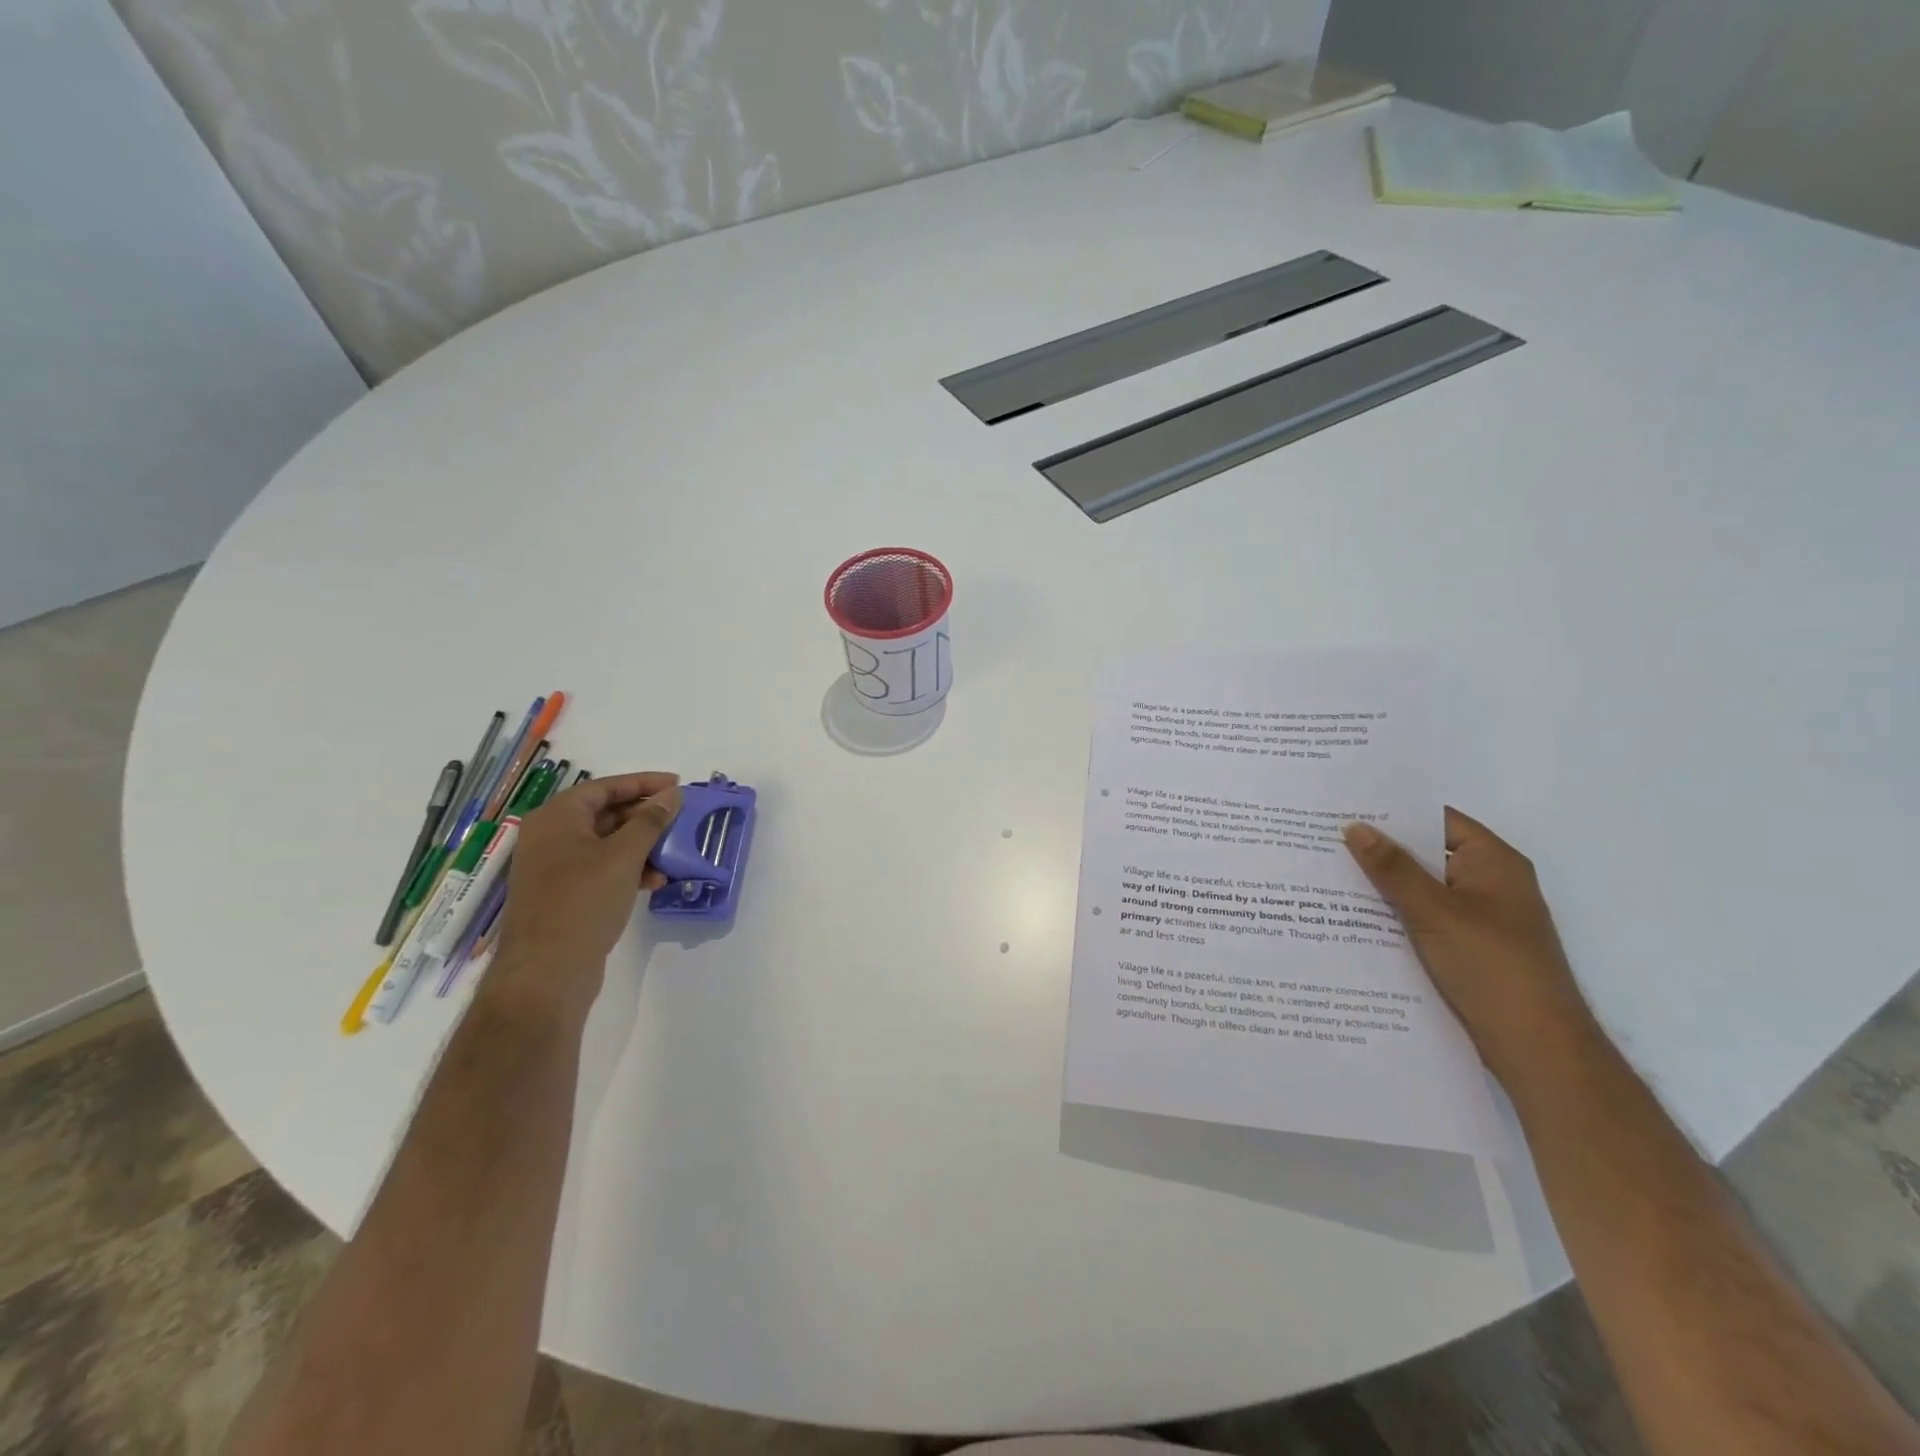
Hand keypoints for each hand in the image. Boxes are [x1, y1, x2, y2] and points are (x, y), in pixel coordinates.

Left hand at [488, 772, 681, 1022]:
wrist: (546, 972)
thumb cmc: (583, 901)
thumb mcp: (624, 855)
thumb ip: (650, 821)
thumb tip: (672, 794)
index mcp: (556, 818)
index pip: (605, 787)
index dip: (643, 783)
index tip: (677, 785)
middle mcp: (551, 837)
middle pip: (605, 814)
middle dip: (646, 817)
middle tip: (681, 819)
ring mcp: (554, 868)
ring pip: (607, 844)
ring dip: (642, 846)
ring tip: (674, 854)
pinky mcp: (563, 896)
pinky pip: (601, 869)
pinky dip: (629, 869)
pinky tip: (655, 881)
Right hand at [1343, 808, 1598, 1087]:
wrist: (1536, 1048)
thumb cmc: (1493, 967)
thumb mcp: (1435, 912)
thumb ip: (1393, 868)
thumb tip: (1355, 827)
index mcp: (1493, 862)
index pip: (1437, 819)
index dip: (1393, 810)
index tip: (1344, 804)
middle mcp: (1488, 883)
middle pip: (1426, 853)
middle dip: (1378, 848)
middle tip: (1322, 836)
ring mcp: (1477, 918)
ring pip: (1419, 889)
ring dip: (1381, 884)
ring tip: (1324, 872)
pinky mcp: (1464, 948)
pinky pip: (1420, 918)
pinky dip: (1391, 914)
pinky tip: (1349, 916)